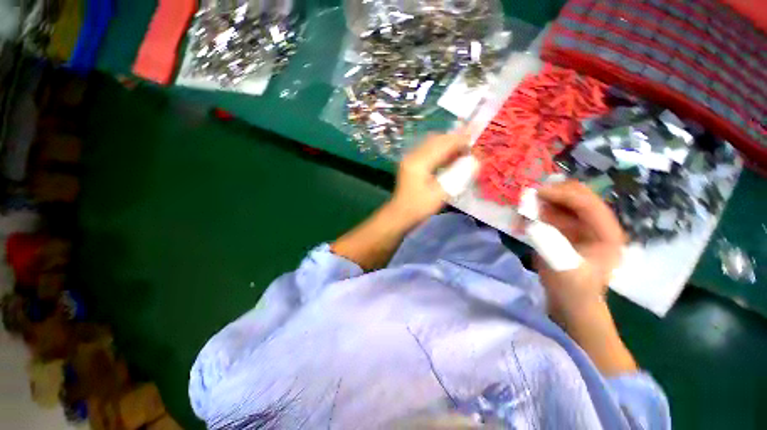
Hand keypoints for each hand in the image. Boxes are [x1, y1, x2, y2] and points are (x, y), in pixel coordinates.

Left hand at [388, 132, 468, 225]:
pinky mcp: (410, 163)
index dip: (459, 141)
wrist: (400, 214)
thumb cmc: (419, 207)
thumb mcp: (441, 194)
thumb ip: (458, 176)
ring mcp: (410, 158)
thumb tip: (476, 162)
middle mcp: (413, 155)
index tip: (475, 142)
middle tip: (469, 148)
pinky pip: (427, 150)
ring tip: (461, 152)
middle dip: (454, 140)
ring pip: (431, 143)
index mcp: (419, 162)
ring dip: (447, 144)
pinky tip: (448, 158)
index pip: (442, 144)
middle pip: (436, 140)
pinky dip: (439, 150)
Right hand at [534, 181, 625, 321]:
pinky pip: (553, 213)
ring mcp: (583, 228)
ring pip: (564, 202)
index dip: (562, 194)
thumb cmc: (573, 290)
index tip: (536, 192)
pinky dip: (539, 211)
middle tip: (528, 195)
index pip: (588, 203)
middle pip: (579, 197)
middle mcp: (598, 225)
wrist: (571, 305)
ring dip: (544, 200)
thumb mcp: (562, 268)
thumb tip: (529, 220)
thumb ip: (548, 243)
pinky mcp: (568, 232)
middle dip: (554, 193)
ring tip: (524, 204)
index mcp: (607, 233)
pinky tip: (525, 216)